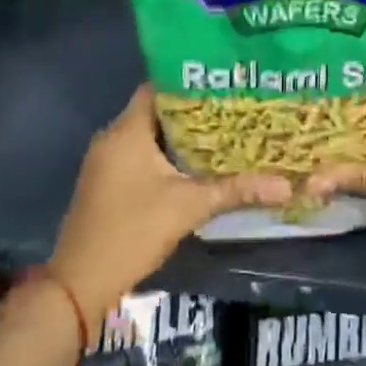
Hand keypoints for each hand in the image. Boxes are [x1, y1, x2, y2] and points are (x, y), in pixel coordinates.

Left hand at [48, 85, 290, 334]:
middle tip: (236, 109)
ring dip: (182, 136)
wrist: (80, 282)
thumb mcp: (189, 207)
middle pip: (157, 111)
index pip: (159, 87)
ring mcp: (106, 161)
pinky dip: (167, 155)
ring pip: (150, 136)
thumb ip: (235, 190)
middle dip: (195, 111)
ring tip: (225, 133)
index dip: (192, 82)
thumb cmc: (132, 231)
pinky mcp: (107, 182)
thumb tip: (286, 186)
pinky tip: (197, 165)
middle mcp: (112, 138)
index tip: (226, 83)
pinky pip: (141, 155)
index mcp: (126, 131)